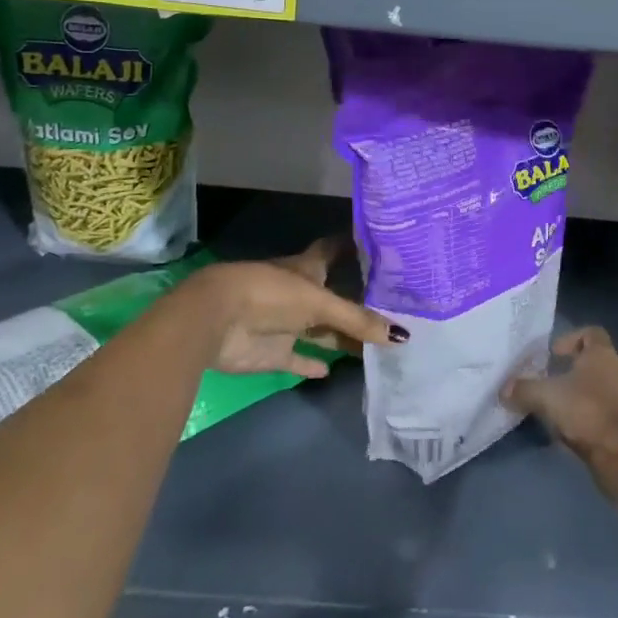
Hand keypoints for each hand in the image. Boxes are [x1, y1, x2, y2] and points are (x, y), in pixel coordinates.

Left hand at [178, 236, 401, 378]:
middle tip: (394, 308)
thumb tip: (402, 335)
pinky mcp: (273, 353)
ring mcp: (286, 323)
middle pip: (334, 297)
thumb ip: (357, 320)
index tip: (381, 246)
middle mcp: (300, 293)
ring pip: (321, 331)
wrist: (216, 319)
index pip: (335, 250)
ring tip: (377, 344)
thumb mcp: (318, 302)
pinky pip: (298, 360)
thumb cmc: (270, 294)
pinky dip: (312, 365)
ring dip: (342, 337)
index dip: (354, 247)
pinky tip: (332, 371)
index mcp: (308, 268)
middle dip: (358, 302)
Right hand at [502, 327, 617, 499]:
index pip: (591, 333)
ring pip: (595, 388)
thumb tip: (503, 390)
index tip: (553, 353)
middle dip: (568, 370)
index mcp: (602, 354)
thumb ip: (523, 390)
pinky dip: (582, 416)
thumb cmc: (586, 410)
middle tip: (546, 379)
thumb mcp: (546, 396)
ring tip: (552, 406)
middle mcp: (616, 371)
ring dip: (575, 395)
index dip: (571, 338)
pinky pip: (599, 412)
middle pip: (592, 361)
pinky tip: (564, 428)